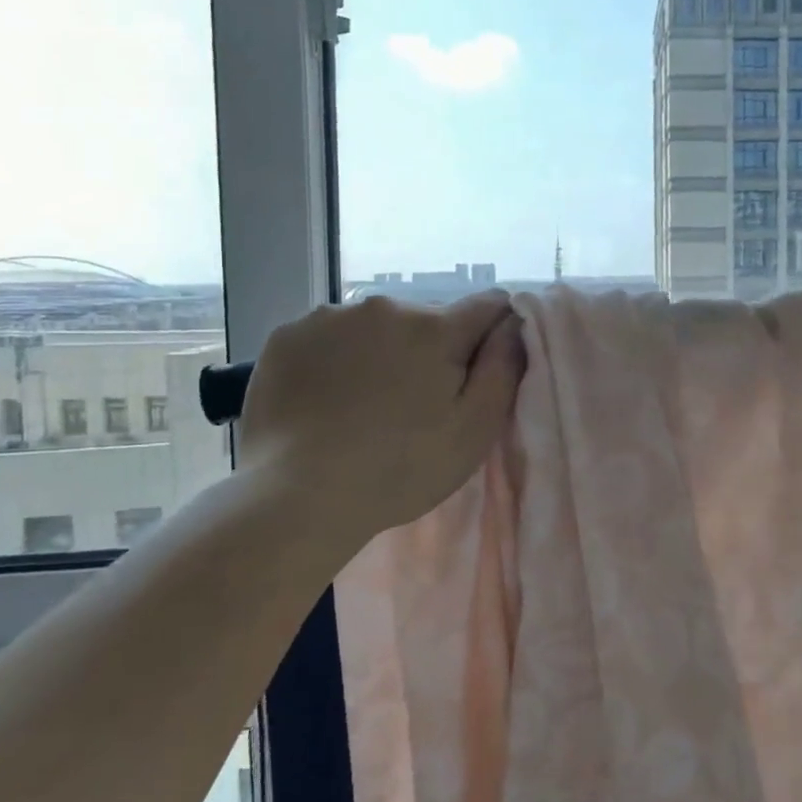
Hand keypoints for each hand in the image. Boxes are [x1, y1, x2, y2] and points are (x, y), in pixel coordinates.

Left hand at [235, 291, 524, 542]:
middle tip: (418, 403)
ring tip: (366, 404)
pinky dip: (336, 358)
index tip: (483, 366)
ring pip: (375, 326)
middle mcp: (383, 307)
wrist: (297, 496)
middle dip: (431, 350)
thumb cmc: (401, 469)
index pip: (487, 305)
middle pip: (427, 319)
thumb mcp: (474, 430)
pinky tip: (327, 399)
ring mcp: (328, 317)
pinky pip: (329, 336)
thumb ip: (502, 368)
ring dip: (382, 351)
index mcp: (435, 328)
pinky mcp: (286, 336)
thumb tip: (514, 323)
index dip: (494, 331)